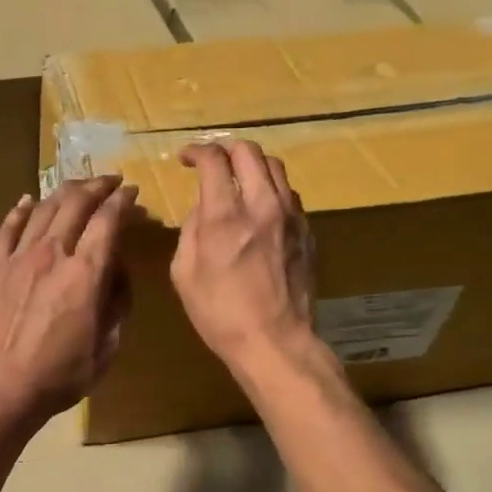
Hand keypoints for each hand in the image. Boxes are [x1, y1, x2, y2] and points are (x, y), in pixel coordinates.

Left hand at [0, 176, 137, 427]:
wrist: (2, 388)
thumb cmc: (62, 374)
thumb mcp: (107, 346)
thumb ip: (117, 302)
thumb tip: (115, 271)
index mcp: (85, 274)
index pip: (108, 221)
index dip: (122, 201)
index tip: (131, 192)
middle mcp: (53, 254)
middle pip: (75, 203)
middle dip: (97, 186)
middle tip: (109, 181)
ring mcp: (19, 258)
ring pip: (43, 209)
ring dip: (64, 192)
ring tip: (77, 186)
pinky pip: (7, 229)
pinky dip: (20, 210)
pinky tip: (27, 200)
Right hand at [171, 140, 318, 381]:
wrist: (275, 341)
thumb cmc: (220, 313)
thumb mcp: (184, 273)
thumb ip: (191, 230)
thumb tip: (202, 208)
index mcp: (225, 216)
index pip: (214, 160)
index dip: (196, 151)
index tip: (185, 158)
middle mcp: (262, 205)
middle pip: (249, 152)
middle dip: (225, 149)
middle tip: (212, 163)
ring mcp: (291, 216)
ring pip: (275, 167)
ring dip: (252, 165)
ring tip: (238, 180)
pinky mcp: (307, 231)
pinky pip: (289, 194)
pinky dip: (270, 189)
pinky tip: (260, 208)